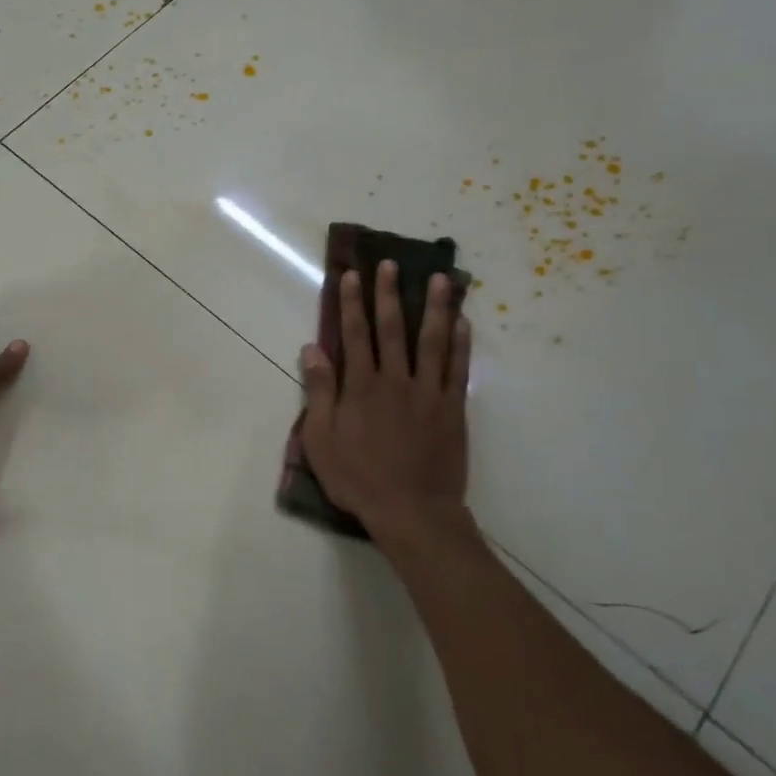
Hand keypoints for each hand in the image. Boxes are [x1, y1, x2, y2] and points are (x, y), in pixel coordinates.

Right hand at [299, 262, 470, 550]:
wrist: (411, 511)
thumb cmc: (358, 478)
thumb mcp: (321, 439)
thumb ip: (320, 391)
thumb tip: (311, 349)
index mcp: (361, 386)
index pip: (355, 334)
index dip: (353, 303)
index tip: (353, 275)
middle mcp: (395, 380)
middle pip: (393, 328)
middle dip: (389, 294)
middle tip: (391, 264)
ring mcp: (429, 392)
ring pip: (432, 341)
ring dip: (435, 307)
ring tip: (441, 278)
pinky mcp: (452, 408)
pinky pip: (458, 369)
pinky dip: (461, 344)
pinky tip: (463, 322)